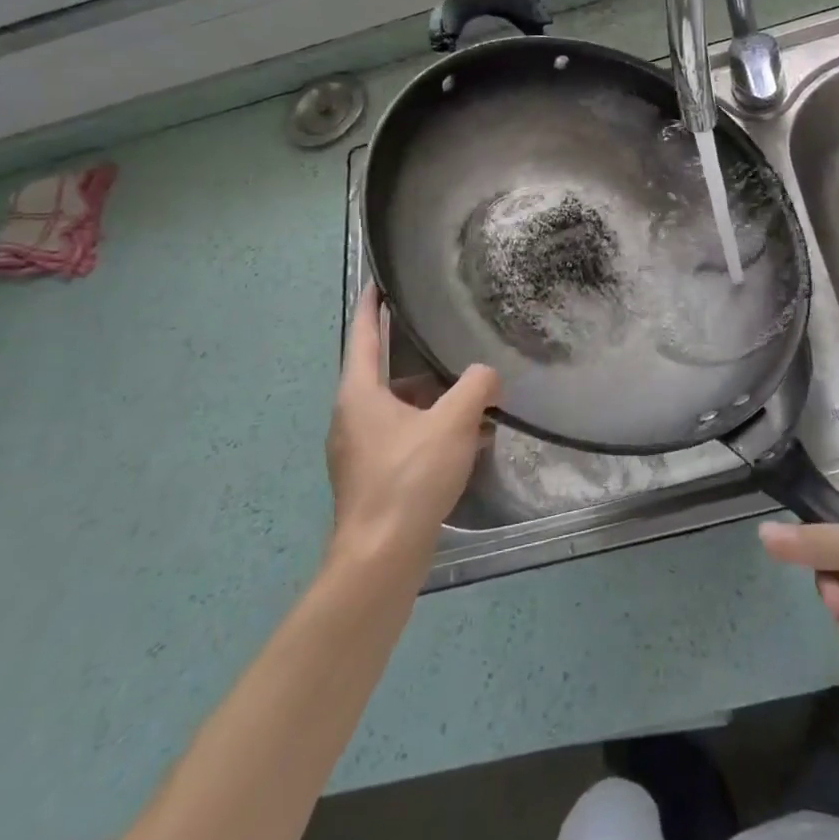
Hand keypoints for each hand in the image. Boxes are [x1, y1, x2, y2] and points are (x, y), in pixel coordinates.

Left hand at [325, 285, 498, 580]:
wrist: (380, 558)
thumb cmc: (409, 478)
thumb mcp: (453, 422)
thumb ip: (476, 386)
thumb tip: (487, 374)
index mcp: (359, 393)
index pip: (361, 334)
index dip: (371, 305)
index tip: (379, 281)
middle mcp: (351, 417)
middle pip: (386, 374)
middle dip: (422, 363)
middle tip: (453, 348)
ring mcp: (358, 450)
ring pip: (399, 409)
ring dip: (433, 401)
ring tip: (474, 401)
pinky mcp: (372, 477)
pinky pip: (403, 437)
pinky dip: (431, 430)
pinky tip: (468, 441)